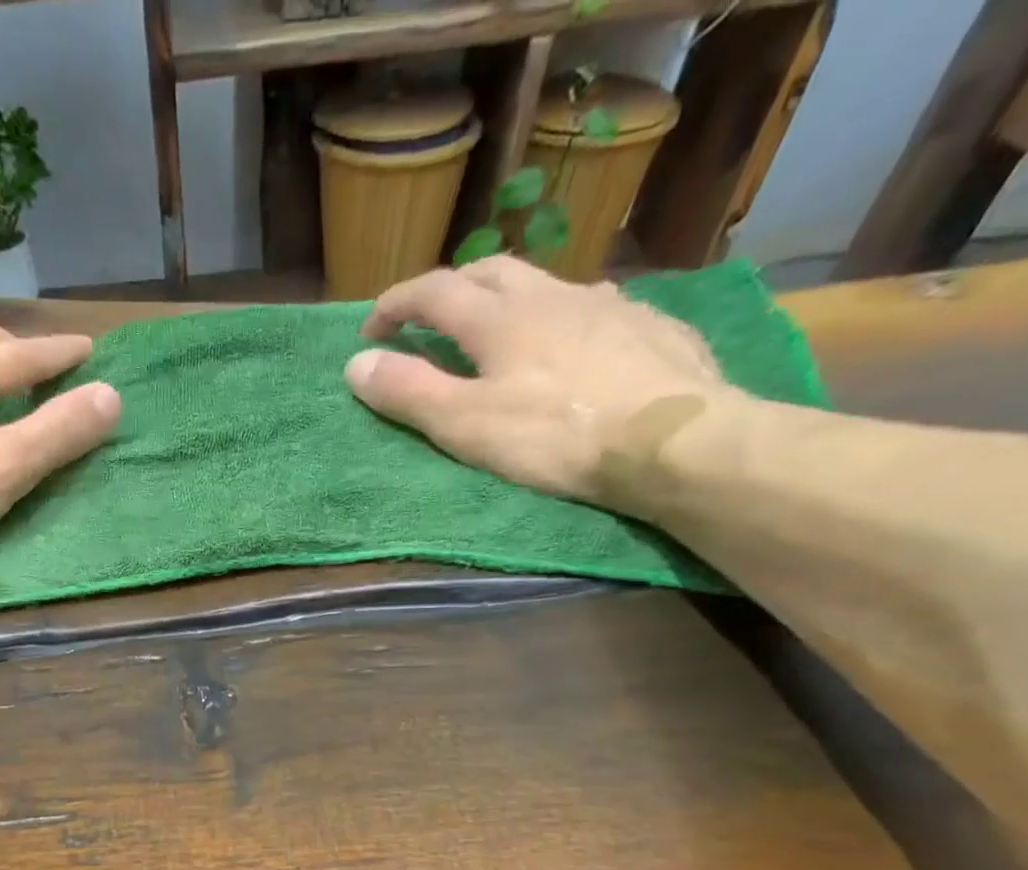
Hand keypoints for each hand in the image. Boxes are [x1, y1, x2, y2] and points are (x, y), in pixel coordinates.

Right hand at [344, 257, 735, 503]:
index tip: (370, 330)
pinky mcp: (649, 326)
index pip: (433, 291)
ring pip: (545, 285)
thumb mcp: (465, 424)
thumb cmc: (555, 436)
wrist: (672, 440)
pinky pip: (593, 308)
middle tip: (429, 322)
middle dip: (450, 290)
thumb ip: (409, 393)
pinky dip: (561, 319)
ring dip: (508, 300)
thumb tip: (355, 364)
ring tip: (498, 334)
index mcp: (500, 317)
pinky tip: (571, 346)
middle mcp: (551, 295)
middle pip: (490, 270)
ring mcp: (606, 305)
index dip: (395, 304)